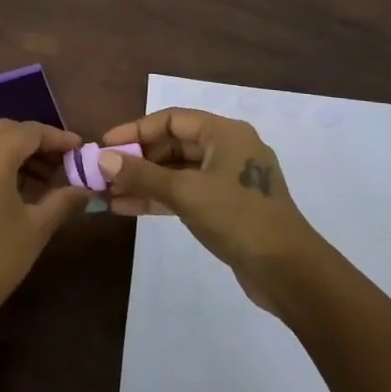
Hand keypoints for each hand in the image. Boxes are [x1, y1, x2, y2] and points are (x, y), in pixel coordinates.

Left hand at [0, 120, 91, 339]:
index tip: (79, 148)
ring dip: (13, 150)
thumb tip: (86, 188)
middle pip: (5, 130)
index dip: (57, 138)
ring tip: (42, 176)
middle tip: (62, 162)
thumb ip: (62, 200)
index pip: (30, 131)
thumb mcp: (34, 230)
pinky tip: (12, 183)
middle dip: (35, 142)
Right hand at [96, 108, 325, 308]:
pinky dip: (158, 198)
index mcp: (225, 133)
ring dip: (142, 181)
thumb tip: (102, 159)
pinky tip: (127, 207)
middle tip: (102, 173)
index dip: (135, 130)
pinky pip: (184, 193)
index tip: (105, 146)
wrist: (288, 271)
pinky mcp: (225, 207)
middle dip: (136, 159)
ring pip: (176, 172)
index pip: (171, 120)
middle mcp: (227, 149)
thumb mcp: (185, 192)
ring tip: (106, 194)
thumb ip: (142, 174)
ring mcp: (227, 179)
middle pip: (172, 144)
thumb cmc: (238, 218)